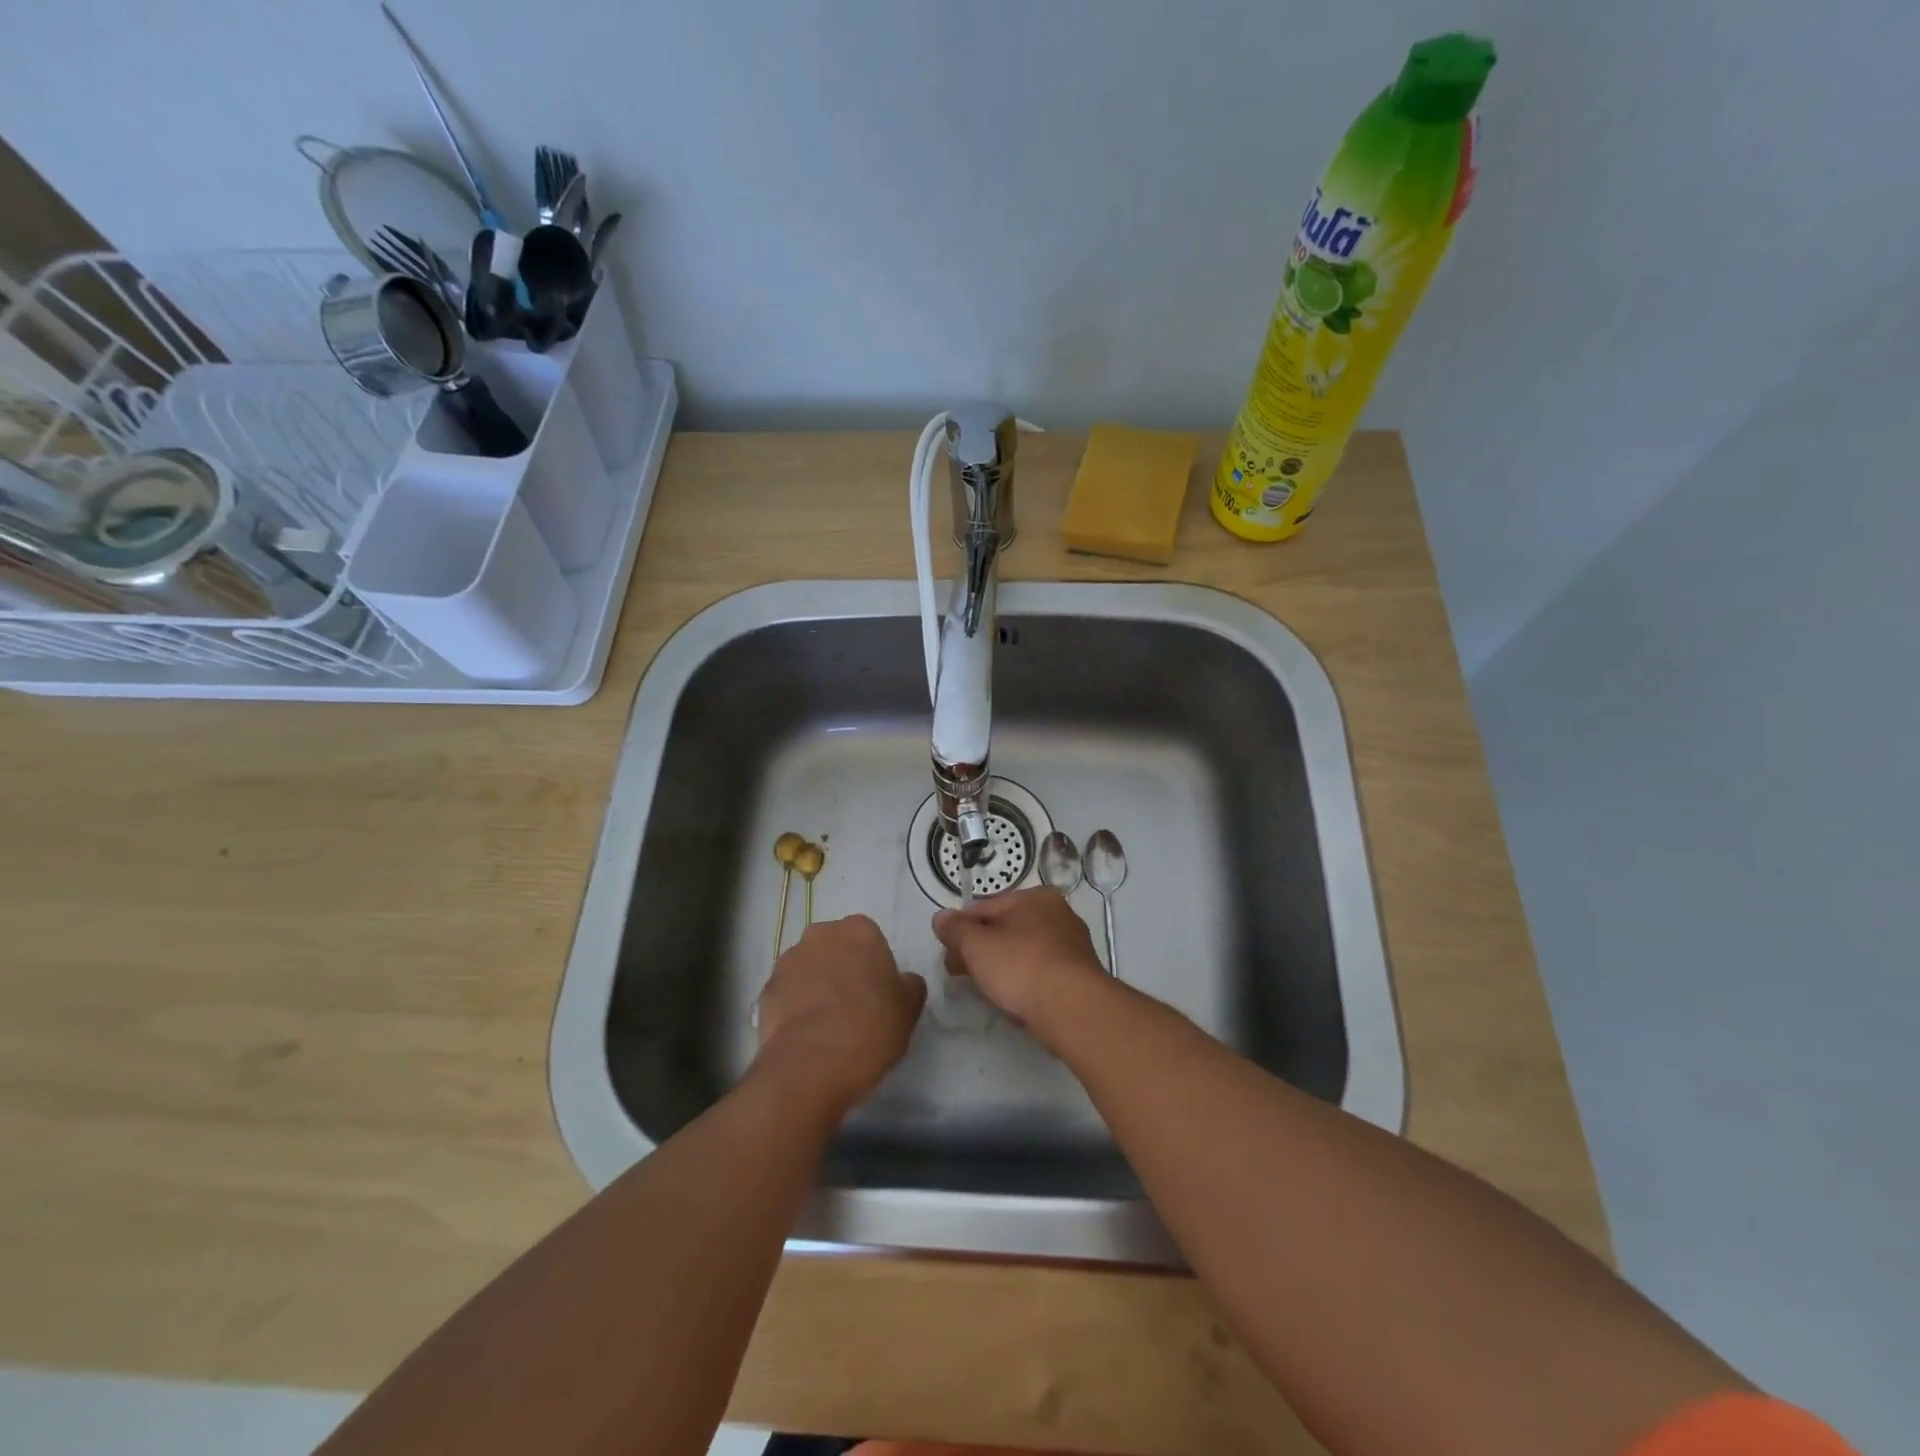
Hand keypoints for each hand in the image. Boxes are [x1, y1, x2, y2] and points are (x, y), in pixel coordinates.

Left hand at [753, 914, 925, 1118]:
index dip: (875, 966)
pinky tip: (807, 1036)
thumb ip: (909, 985)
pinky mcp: (765, 990)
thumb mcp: (909, 1008)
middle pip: (836, 948)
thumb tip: (902, 982)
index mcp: (859, 930)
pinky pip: (788, 993)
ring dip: (817, 986)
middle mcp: (820, 935)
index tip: (879, 993)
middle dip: (843, 969)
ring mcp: (788, 961)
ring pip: (809, 969)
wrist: (811, 1065)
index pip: (870, 939)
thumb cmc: (870, 1027)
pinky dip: (796, 1007)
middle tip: (855, 1006)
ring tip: (828, 1025)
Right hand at [931, 887, 1110, 1032]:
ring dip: (1001, 969)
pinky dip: (1025, 984)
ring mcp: (1072, 945)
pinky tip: (1014, 1004)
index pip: (985, 907)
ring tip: (986, 992)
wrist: (1074, 1009)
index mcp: (1035, 897)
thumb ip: (955, 929)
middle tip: (959, 974)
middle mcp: (1058, 914)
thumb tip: (940, 918)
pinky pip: (1041, 974)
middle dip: (979, 951)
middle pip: (1005, 930)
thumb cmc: (1021, 967)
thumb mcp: (976, 945)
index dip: (961, 929)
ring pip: (1023, 953)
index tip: (946, 953)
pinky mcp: (1079, 976)